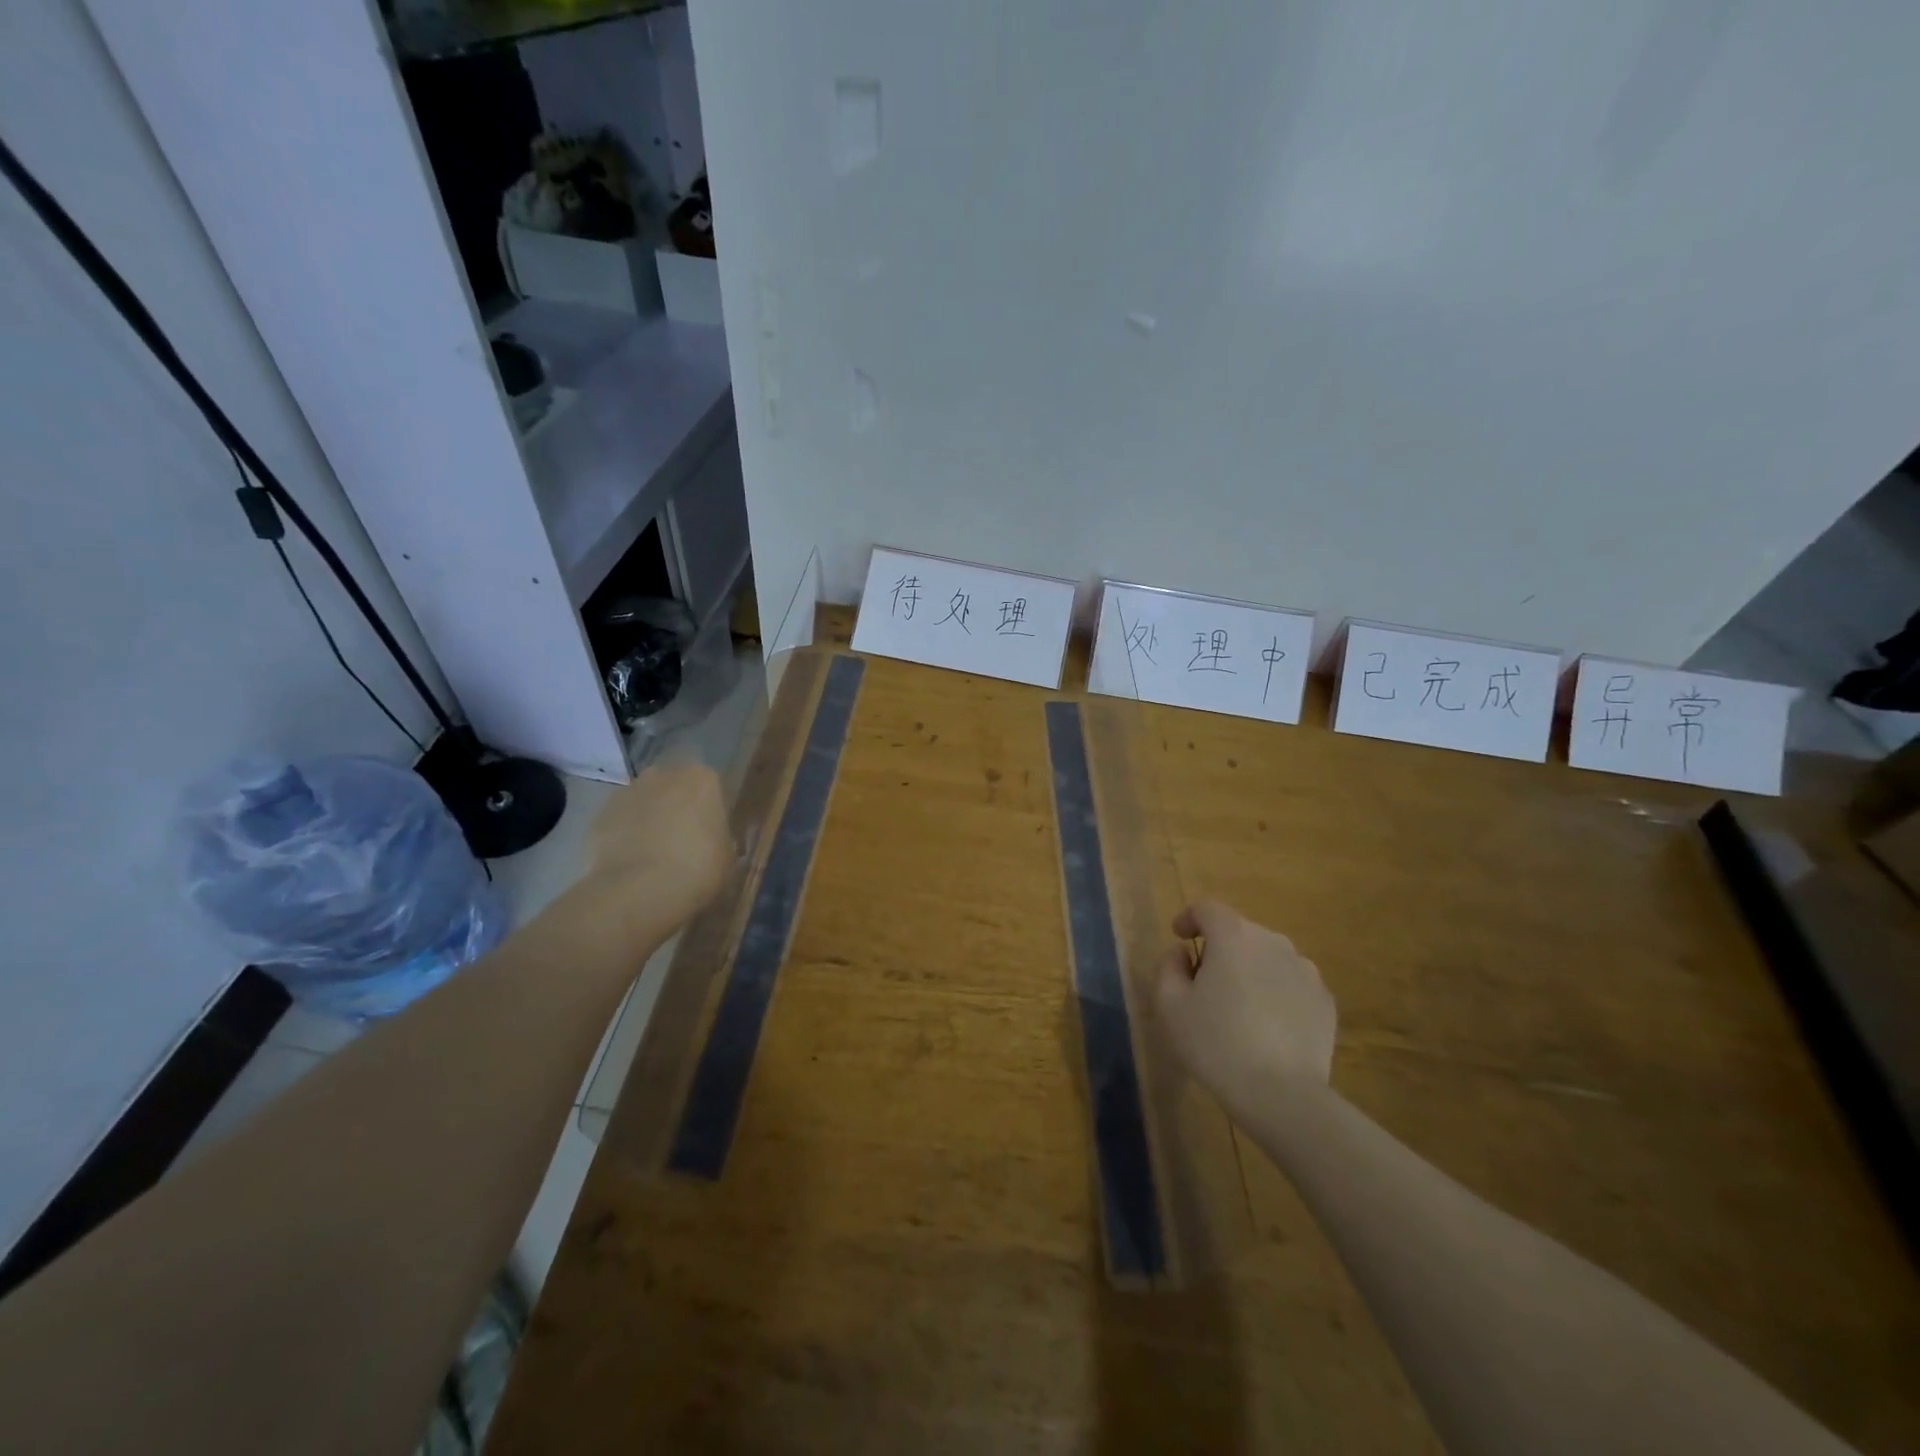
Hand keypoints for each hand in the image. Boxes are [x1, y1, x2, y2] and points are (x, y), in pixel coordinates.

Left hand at [582, 764, 731, 933]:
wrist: (639, 891)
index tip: (710, 834)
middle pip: (673, 788)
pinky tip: (630, 863)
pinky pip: (619, 822)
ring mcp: (627, 792)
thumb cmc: (698, 868)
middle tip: (682, 842)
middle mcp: (664, 775)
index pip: (711, 787)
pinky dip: (623, 836)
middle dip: (676, 808)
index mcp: (702, 779)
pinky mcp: (598, 815)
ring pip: (643, 802)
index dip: (710, 811)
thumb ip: (720, 839)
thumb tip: (712, 840)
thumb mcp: (727, 856)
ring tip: (652, 855)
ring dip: (648, 820)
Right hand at [1153, 900, 1336, 1117]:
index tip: (1179, 937)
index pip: (1207, 909)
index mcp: (1233, 936)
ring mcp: (1305, 970)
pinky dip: (1275, 992)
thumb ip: (1169, 967)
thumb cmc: (1216, 1043)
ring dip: (1249, 969)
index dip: (1190, 918)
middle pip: (1239, 932)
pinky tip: (1266, 1025)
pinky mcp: (1324, 1000)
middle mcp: (1273, 942)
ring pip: (1267, 957)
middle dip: (1219, 948)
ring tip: (1238, 1005)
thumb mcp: (1170, 1005)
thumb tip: (1182, 953)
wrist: (1282, 1095)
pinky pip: (1291, 983)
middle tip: (1204, 981)